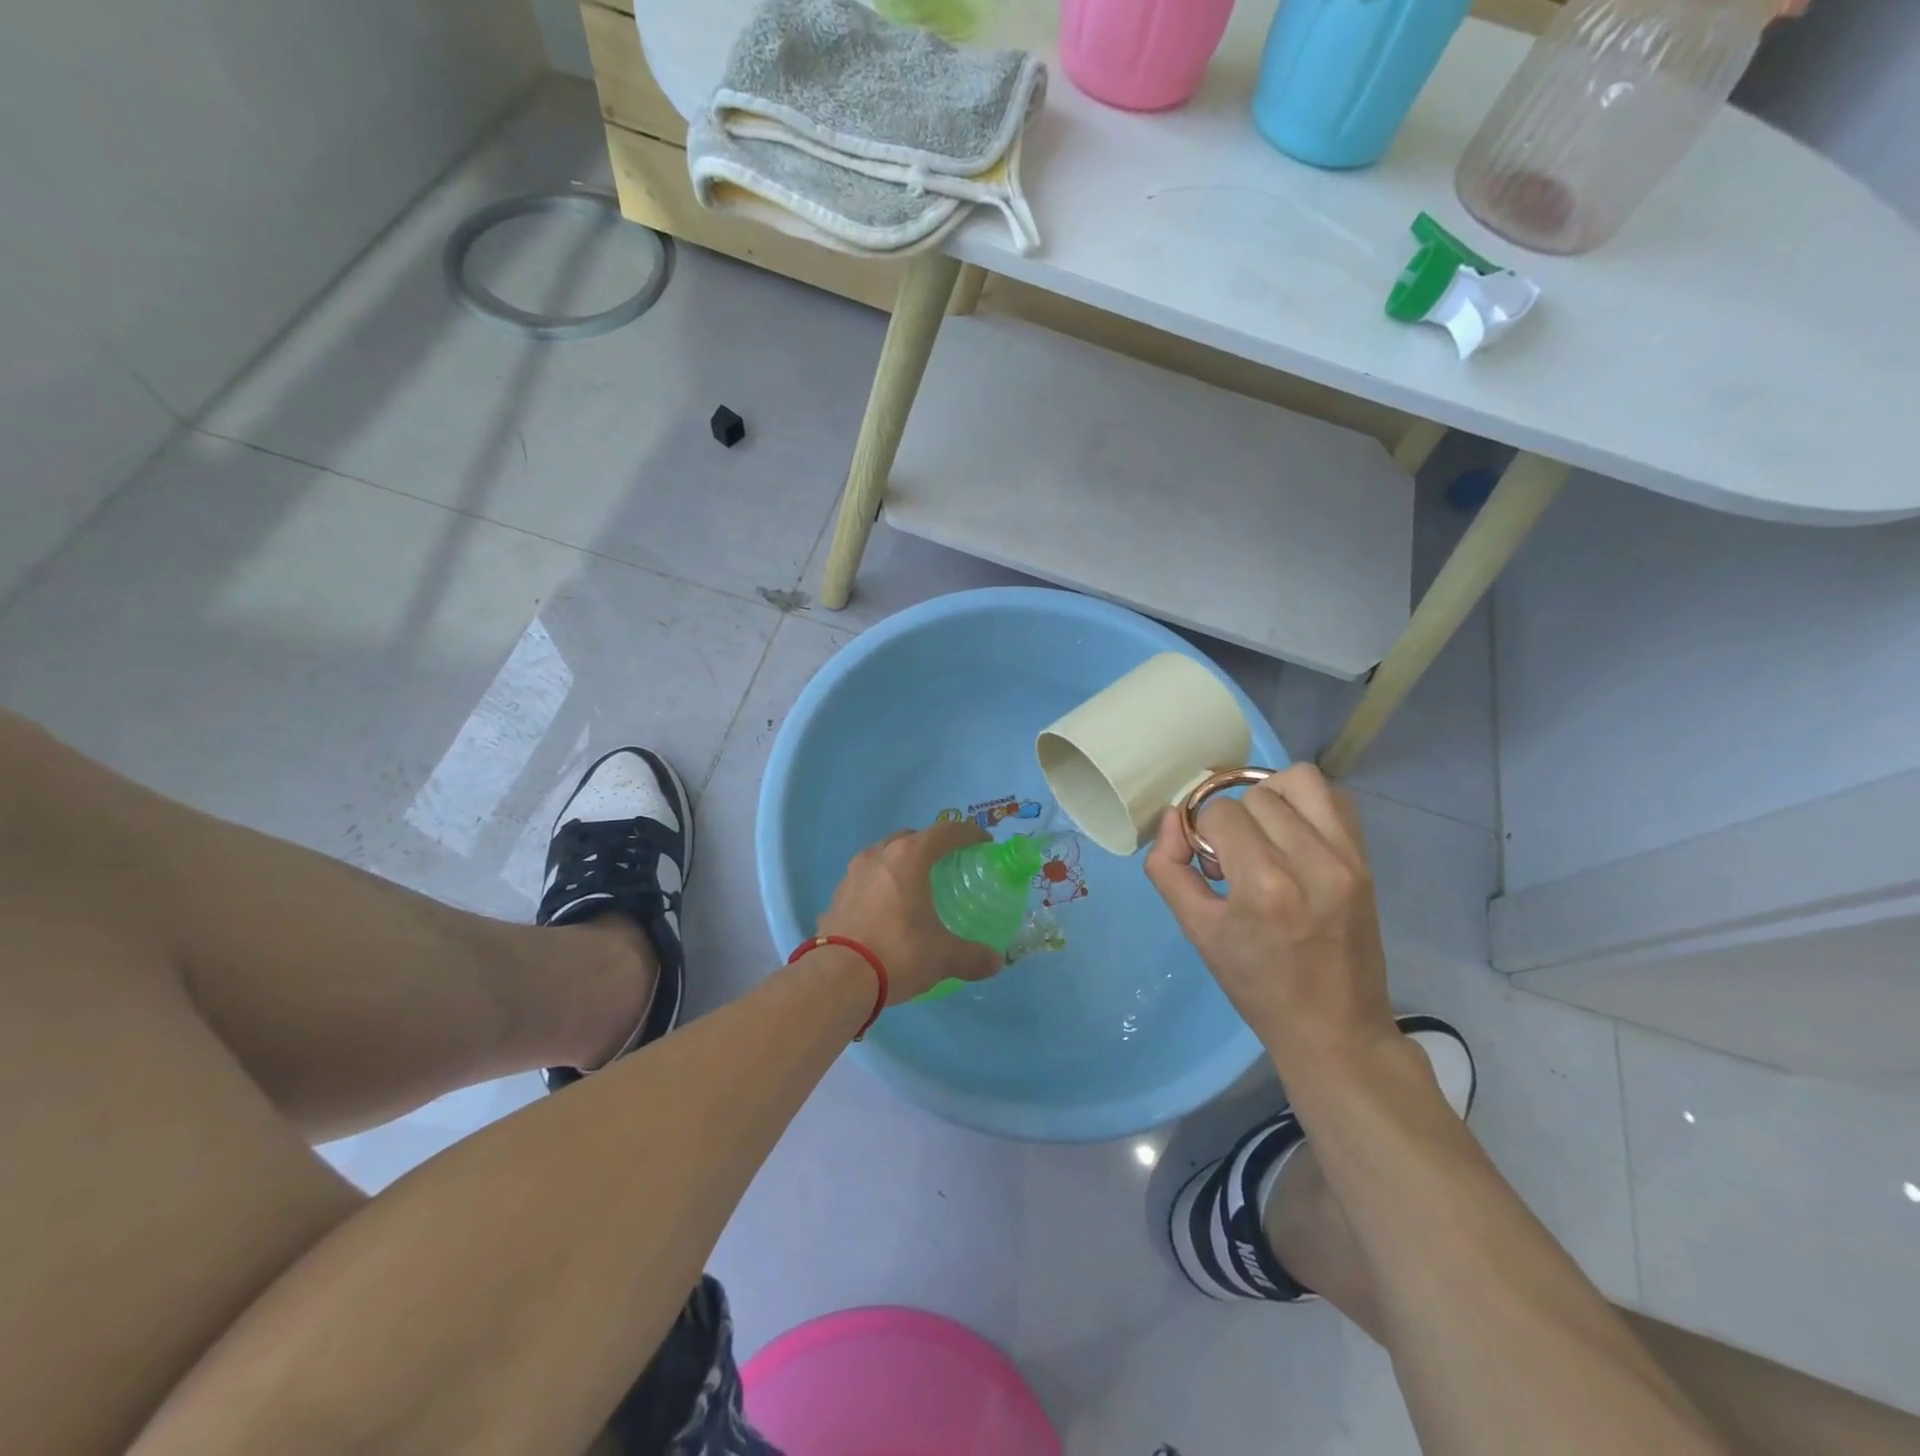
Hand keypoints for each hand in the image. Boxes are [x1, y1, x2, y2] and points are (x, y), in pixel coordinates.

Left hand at [817, 822, 1004, 1002]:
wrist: (837, 979)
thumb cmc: (898, 953)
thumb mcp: (943, 957)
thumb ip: (972, 956)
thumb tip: (995, 962)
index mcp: (908, 858)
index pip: (945, 832)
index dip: (968, 833)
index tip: (983, 843)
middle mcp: (878, 856)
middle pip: (909, 838)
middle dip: (929, 845)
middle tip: (946, 865)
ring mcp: (851, 876)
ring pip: (881, 857)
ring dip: (899, 865)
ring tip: (913, 888)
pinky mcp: (835, 899)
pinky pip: (863, 883)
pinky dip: (878, 889)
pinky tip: (885, 913)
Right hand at [1144, 764, 1398, 1075]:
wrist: (1334, 1029)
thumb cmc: (1256, 985)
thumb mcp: (1196, 930)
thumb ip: (1168, 867)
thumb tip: (1171, 817)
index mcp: (1265, 886)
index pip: (1219, 813)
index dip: (1202, 831)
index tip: (1208, 864)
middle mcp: (1312, 861)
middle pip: (1255, 795)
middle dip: (1233, 819)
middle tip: (1233, 857)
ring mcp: (1347, 858)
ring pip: (1300, 780)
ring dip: (1270, 797)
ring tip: (1263, 833)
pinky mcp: (1366, 860)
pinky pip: (1335, 797)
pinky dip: (1306, 803)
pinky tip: (1293, 834)